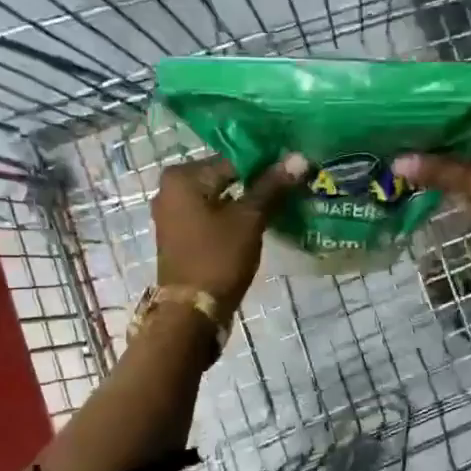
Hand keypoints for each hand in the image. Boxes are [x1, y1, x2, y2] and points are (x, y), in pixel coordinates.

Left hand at [152, 153, 307, 310]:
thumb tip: (300, 157)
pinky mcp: (180, 236)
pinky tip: (260, 220)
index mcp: (182, 177)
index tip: (295, 168)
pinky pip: (211, 216)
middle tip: (292, 184)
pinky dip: (232, 217)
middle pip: (225, 176)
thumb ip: (272, 186)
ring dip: (247, 200)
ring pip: (219, 197)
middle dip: (257, 182)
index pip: (234, 158)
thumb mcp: (249, 219)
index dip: (267, 163)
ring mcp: (172, 214)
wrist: (192, 312)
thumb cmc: (218, 258)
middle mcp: (170, 189)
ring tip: (282, 201)